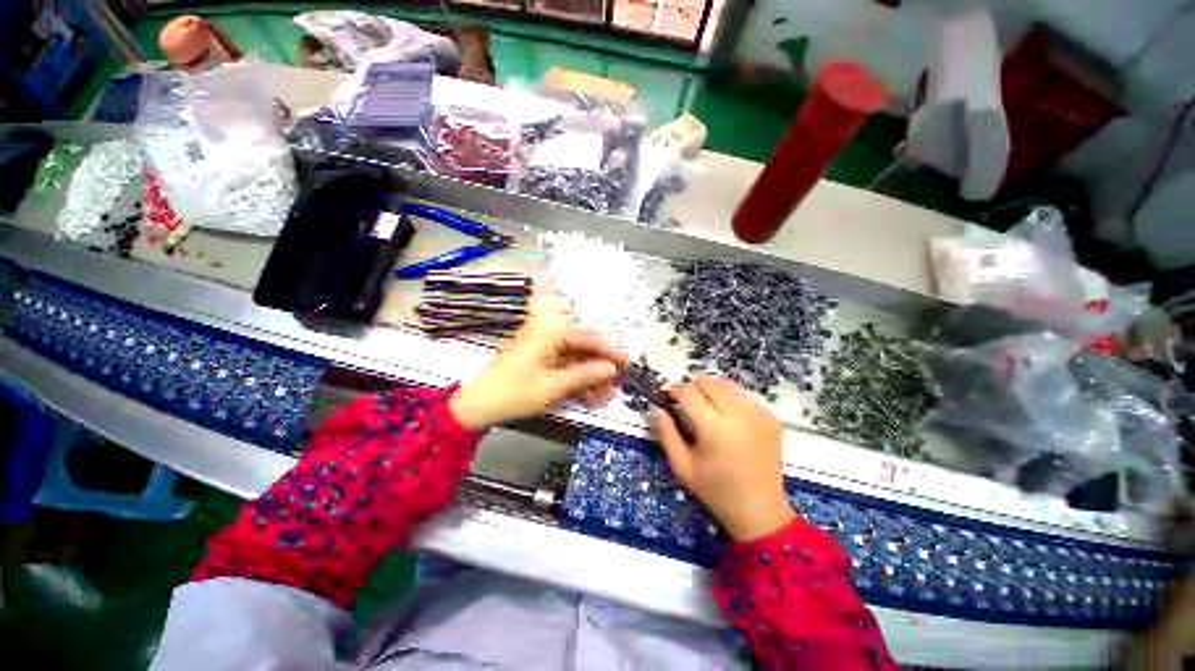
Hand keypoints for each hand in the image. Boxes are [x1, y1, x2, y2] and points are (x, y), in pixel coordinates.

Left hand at [450, 286, 627, 430]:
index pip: (589, 338)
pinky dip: (577, 379)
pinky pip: (565, 364)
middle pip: (584, 346)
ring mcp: (543, 344)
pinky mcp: (540, 357)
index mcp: (551, 331)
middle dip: (601, 367)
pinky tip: (589, 396)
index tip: (628, 365)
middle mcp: (549, 331)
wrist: (479, 404)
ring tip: (605, 397)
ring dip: (591, 376)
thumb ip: (586, 374)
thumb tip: (612, 369)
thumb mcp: (554, 386)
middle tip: (617, 385)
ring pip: (576, 357)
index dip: (610, 352)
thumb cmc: (515, 393)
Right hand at [656, 376, 795, 541]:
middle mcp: (739, 415)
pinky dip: (732, 399)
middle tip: (687, 401)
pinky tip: (729, 417)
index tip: (668, 394)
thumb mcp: (682, 466)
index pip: (689, 393)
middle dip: (694, 386)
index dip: (675, 389)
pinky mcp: (772, 419)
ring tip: (707, 406)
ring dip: (713, 389)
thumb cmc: (715, 490)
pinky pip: (745, 397)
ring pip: (729, 385)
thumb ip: (666, 433)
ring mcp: (759, 415)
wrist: (760, 510)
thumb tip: (656, 408)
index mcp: (714, 429)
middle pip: (710, 382)